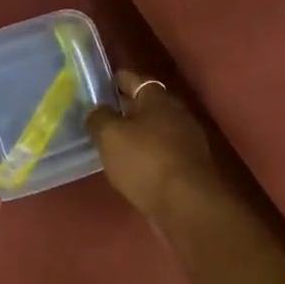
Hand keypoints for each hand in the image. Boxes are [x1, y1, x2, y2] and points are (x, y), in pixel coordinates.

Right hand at [86, 70, 225, 221]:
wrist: (187, 204)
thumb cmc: (146, 161)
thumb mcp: (110, 136)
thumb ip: (99, 118)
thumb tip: (97, 110)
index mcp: (157, 97)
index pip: (132, 79)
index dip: (113, 80)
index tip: (96, 86)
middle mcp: (176, 113)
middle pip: (146, 105)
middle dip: (124, 109)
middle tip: (100, 117)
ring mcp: (185, 140)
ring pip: (154, 130)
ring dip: (136, 135)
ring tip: (111, 144)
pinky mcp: (188, 166)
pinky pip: (161, 153)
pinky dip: (146, 156)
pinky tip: (131, 167)